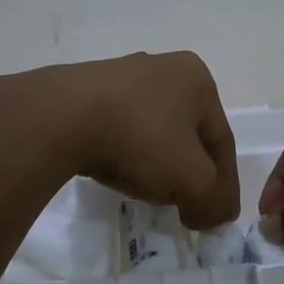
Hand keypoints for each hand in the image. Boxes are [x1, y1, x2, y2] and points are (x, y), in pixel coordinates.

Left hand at [14, 52, 240, 229]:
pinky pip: (117, 127)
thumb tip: (216, 214)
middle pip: (187, 133)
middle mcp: (162, 67)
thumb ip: (215, 201)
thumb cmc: (140, 139)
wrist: (60, 118)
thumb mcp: (192, 180)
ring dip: (157, 162)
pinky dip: (124, 152)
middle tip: (186, 205)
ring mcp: (120, 75)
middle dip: (190, 171)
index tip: (217, 217)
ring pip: (152, 129)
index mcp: (196, 78)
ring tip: (149, 192)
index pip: (222, 140)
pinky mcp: (85, 89)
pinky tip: (115, 171)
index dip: (224, 184)